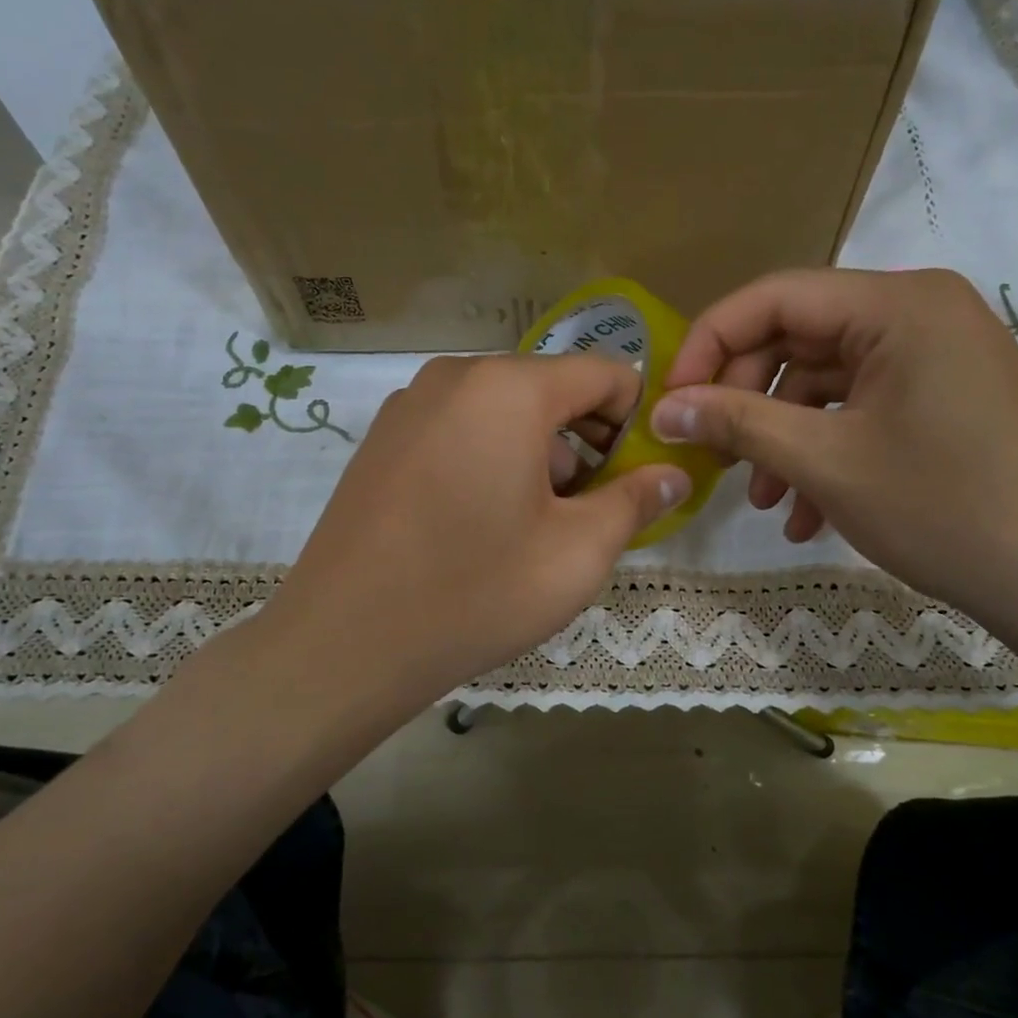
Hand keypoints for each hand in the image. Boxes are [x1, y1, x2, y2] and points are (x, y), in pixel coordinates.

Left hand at [260, 354, 690, 721]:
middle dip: (586, 443)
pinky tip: (481, 524)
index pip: (605, 374)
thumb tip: (674, 474)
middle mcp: (455, 377)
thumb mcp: (577, 553)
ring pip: (504, 412)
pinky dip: (491, 459)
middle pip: (552, 390)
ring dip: (538, 455)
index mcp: (510, 388)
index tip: (641, 476)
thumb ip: (635, 501)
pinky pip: (460, 430)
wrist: (344, 643)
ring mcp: (409, 405)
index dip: (638, 421)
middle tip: (593, 512)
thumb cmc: (476, 592)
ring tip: (537, 527)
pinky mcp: (381, 440)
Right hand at [648, 268, 1017, 628]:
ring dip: (783, 437)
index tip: (669, 402)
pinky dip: (826, 451)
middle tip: (713, 456)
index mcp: (897, 304)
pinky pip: (862, 408)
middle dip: (748, 402)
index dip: (708, 345)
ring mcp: (936, 355)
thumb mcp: (825, 462)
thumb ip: (737, 423)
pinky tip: (808, 513)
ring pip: (826, 382)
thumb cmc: (943, 509)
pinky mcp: (944, 395)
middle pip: (797, 339)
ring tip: (765, 502)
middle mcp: (919, 312)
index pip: (773, 298)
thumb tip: (662, 410)